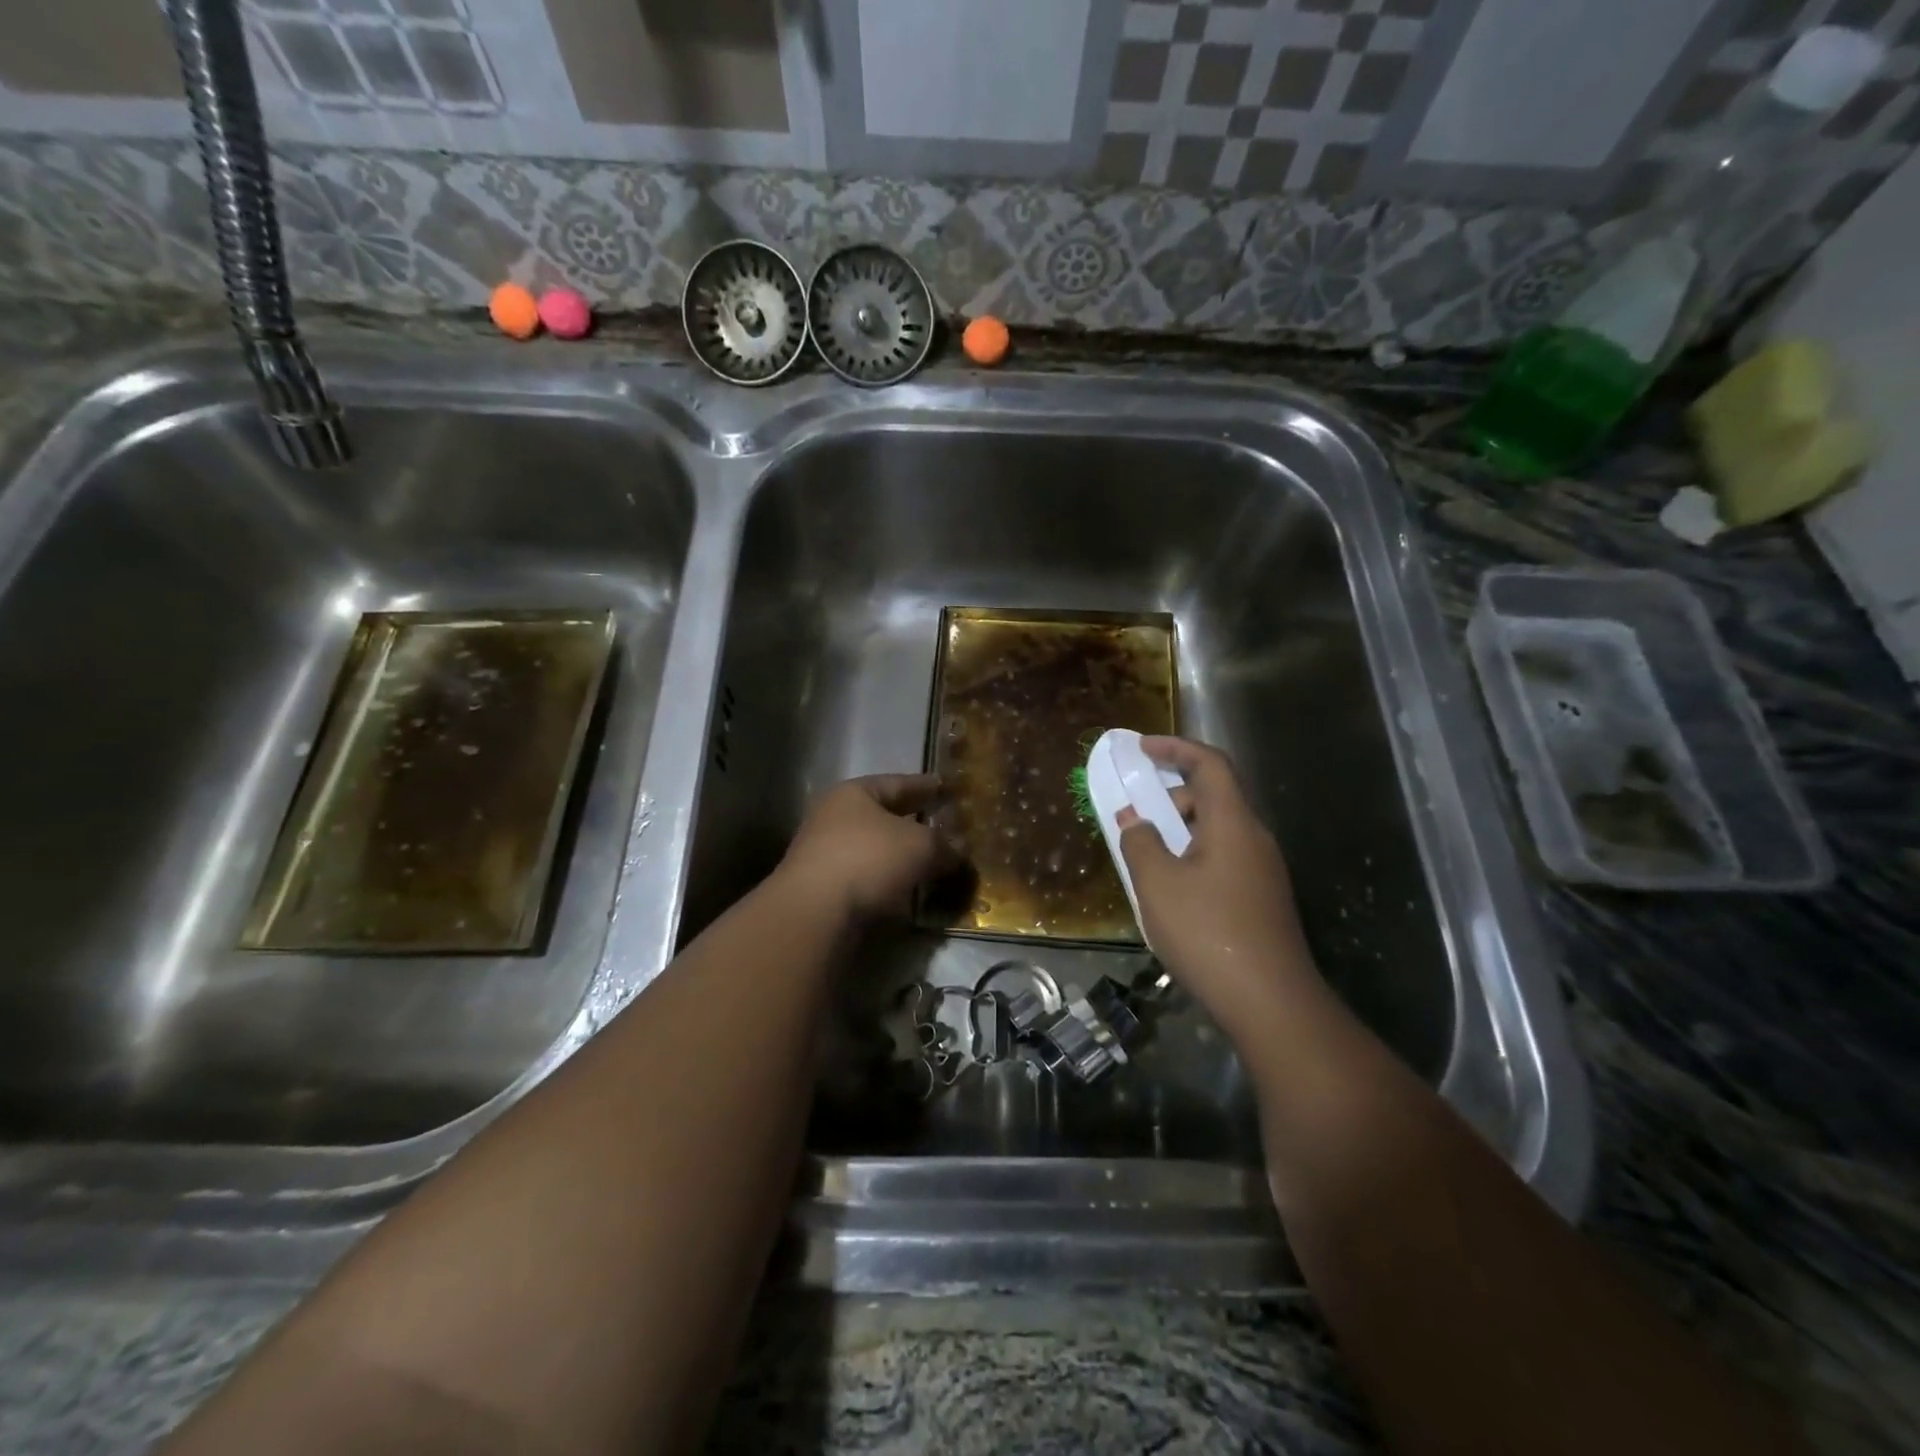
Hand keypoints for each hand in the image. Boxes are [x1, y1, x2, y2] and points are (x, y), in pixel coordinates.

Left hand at [778, 774, 955, 921]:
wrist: (815, 913)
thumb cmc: (869, 859)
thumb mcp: (920, 846)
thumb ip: (944, 845)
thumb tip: (957, 852)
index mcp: (854, 793)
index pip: (898, 783)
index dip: (925, 785)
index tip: (947, 787)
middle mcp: (834, 818)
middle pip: (883, 816)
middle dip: (914, 822)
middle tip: (944, 826)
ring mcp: (825, 855)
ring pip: (875, 850)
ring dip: (901, 856)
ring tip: (932, 862)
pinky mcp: (824, 890)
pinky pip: (867, 878)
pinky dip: (889, 882)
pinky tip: (909, 891)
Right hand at [1117, 738, 1321, 1041]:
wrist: (1271, 1003)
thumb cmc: (1208, 932)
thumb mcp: (1157, 884)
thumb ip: (1139, 843)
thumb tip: (1134, 819)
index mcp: (1233, 824)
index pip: (1210, 764)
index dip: (1175, 748)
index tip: (1141, 750)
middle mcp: (1254, 839)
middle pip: (1213, 797)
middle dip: (1171, 797)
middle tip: (1136, 817)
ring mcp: (1263, 872)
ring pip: (1217, 832)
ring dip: (1179, 833)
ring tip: (1146, 860)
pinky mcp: (1262, 900)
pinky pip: (1222, 860)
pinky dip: (1192, 858)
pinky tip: (1172, 894)